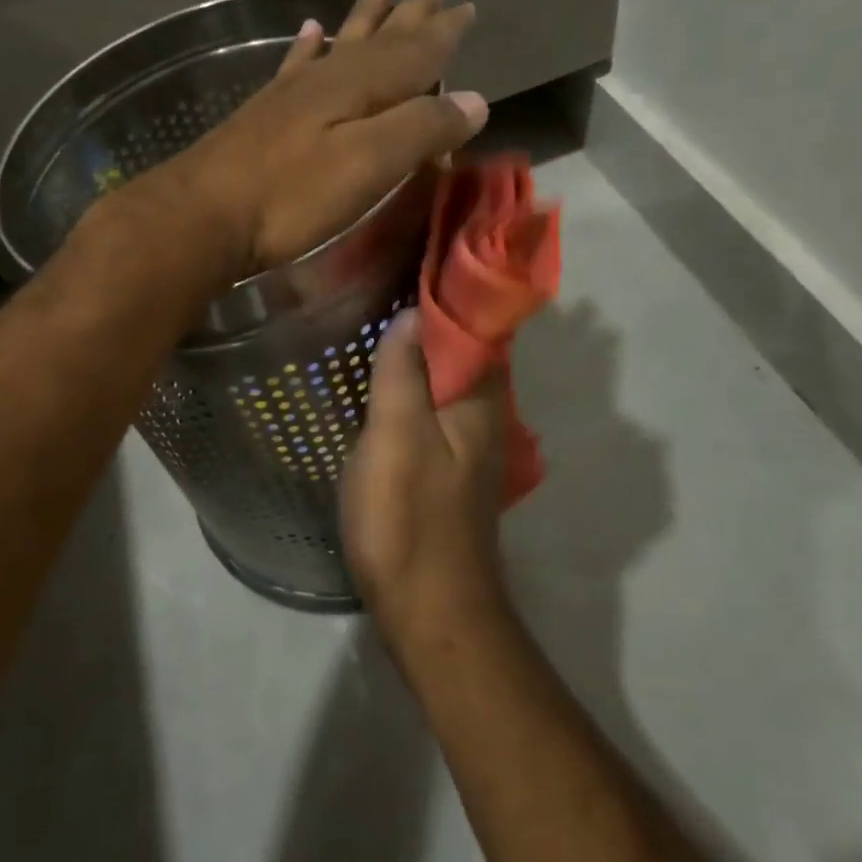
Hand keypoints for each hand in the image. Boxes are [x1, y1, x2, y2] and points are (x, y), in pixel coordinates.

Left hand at [137, 0, 486, 280]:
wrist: (203, 216)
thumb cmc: (291, 197)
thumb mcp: (368, 166)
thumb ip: (420, 129)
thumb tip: (475, 100)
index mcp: (359, 88)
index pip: (415, 53)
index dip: (444, 33)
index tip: (468, 6)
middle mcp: (327, 79)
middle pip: (378, 38)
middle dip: (410, 13)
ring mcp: (291, 94)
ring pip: (339, 43)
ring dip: (364, 16)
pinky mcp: (264, 114)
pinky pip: (294, 65)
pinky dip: (308, 46)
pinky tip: (310, 31)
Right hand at [342, 309, 509, 655]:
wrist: (430, 609)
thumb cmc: (409, 520)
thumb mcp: (396, 438)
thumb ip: (404, 374)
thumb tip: (414, 312)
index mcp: (479, 398)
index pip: (474, 323)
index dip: (447, 287)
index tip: (410, 253)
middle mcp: (485, 414)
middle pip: (463, 347)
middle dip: (432, 311)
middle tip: (381, 278)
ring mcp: (468, 443)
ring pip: (448, 377)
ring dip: (422, 347)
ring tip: (377, 316)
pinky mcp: (449, 466)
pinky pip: (434, 406)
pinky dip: (415, 382)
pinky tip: (383, 379)